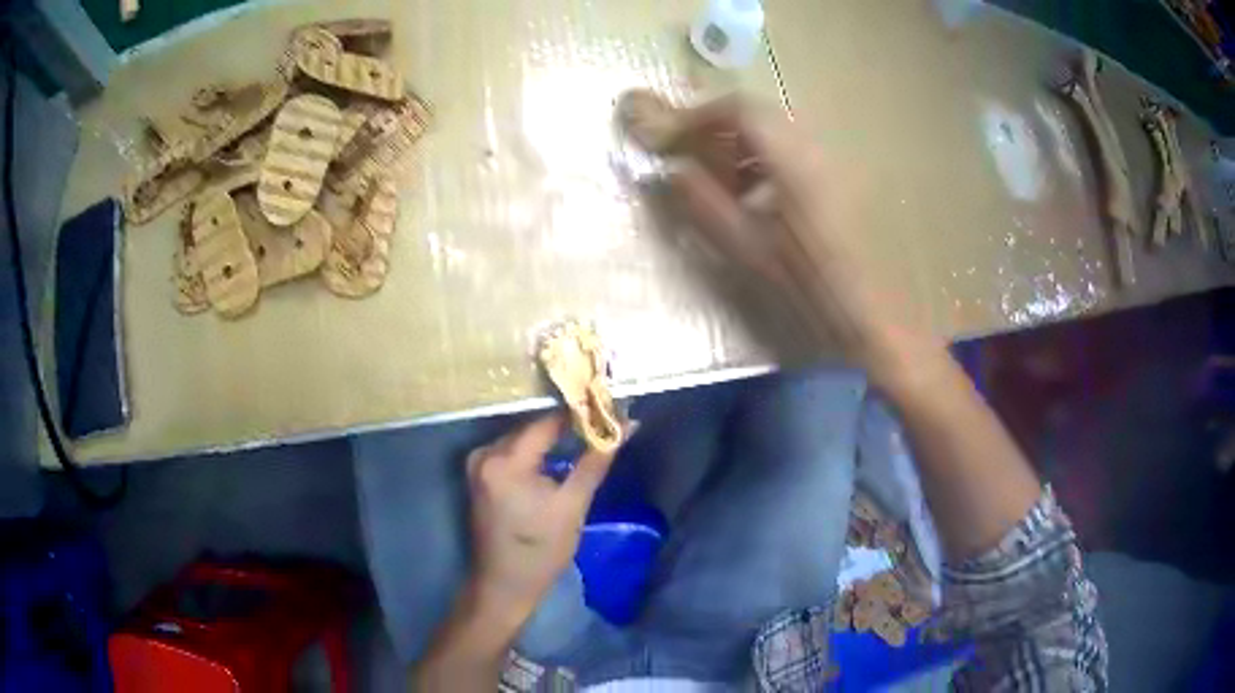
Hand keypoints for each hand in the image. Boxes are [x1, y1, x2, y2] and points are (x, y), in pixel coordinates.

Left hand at [465, 413, 621, 624]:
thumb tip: (625, 425)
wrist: (504, 584)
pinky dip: (534, 453)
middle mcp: (485, 454)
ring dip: (550, 439)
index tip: (607, 409)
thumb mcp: (573, 505)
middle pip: (531, 428)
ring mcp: (477, 464)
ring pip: (522, 439)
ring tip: (585, 437)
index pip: (546, 422)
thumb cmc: (541, 551)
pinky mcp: (478, 475)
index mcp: (505, 461)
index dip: (578, 414)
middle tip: (600, 424)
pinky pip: (511, 452)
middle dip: (565, 426)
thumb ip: (595, 461)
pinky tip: (556, 456)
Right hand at [619, 92, 927, 381]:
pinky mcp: (837, 185)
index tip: (669, 142)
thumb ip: (704, 204)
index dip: (697, 119)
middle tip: (690, 162)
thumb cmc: (807, 286)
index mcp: (792, 161)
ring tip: (720, 187)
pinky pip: (791, 156)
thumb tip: (673, 172)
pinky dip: (762, 166)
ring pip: (775, 137)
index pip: (739, 111)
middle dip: (716, 133)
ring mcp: (830, 166)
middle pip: (758, 117)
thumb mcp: (747, 248)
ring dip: (739, 151)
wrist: (868, 317)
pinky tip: (754, 202)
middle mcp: (814, 151)